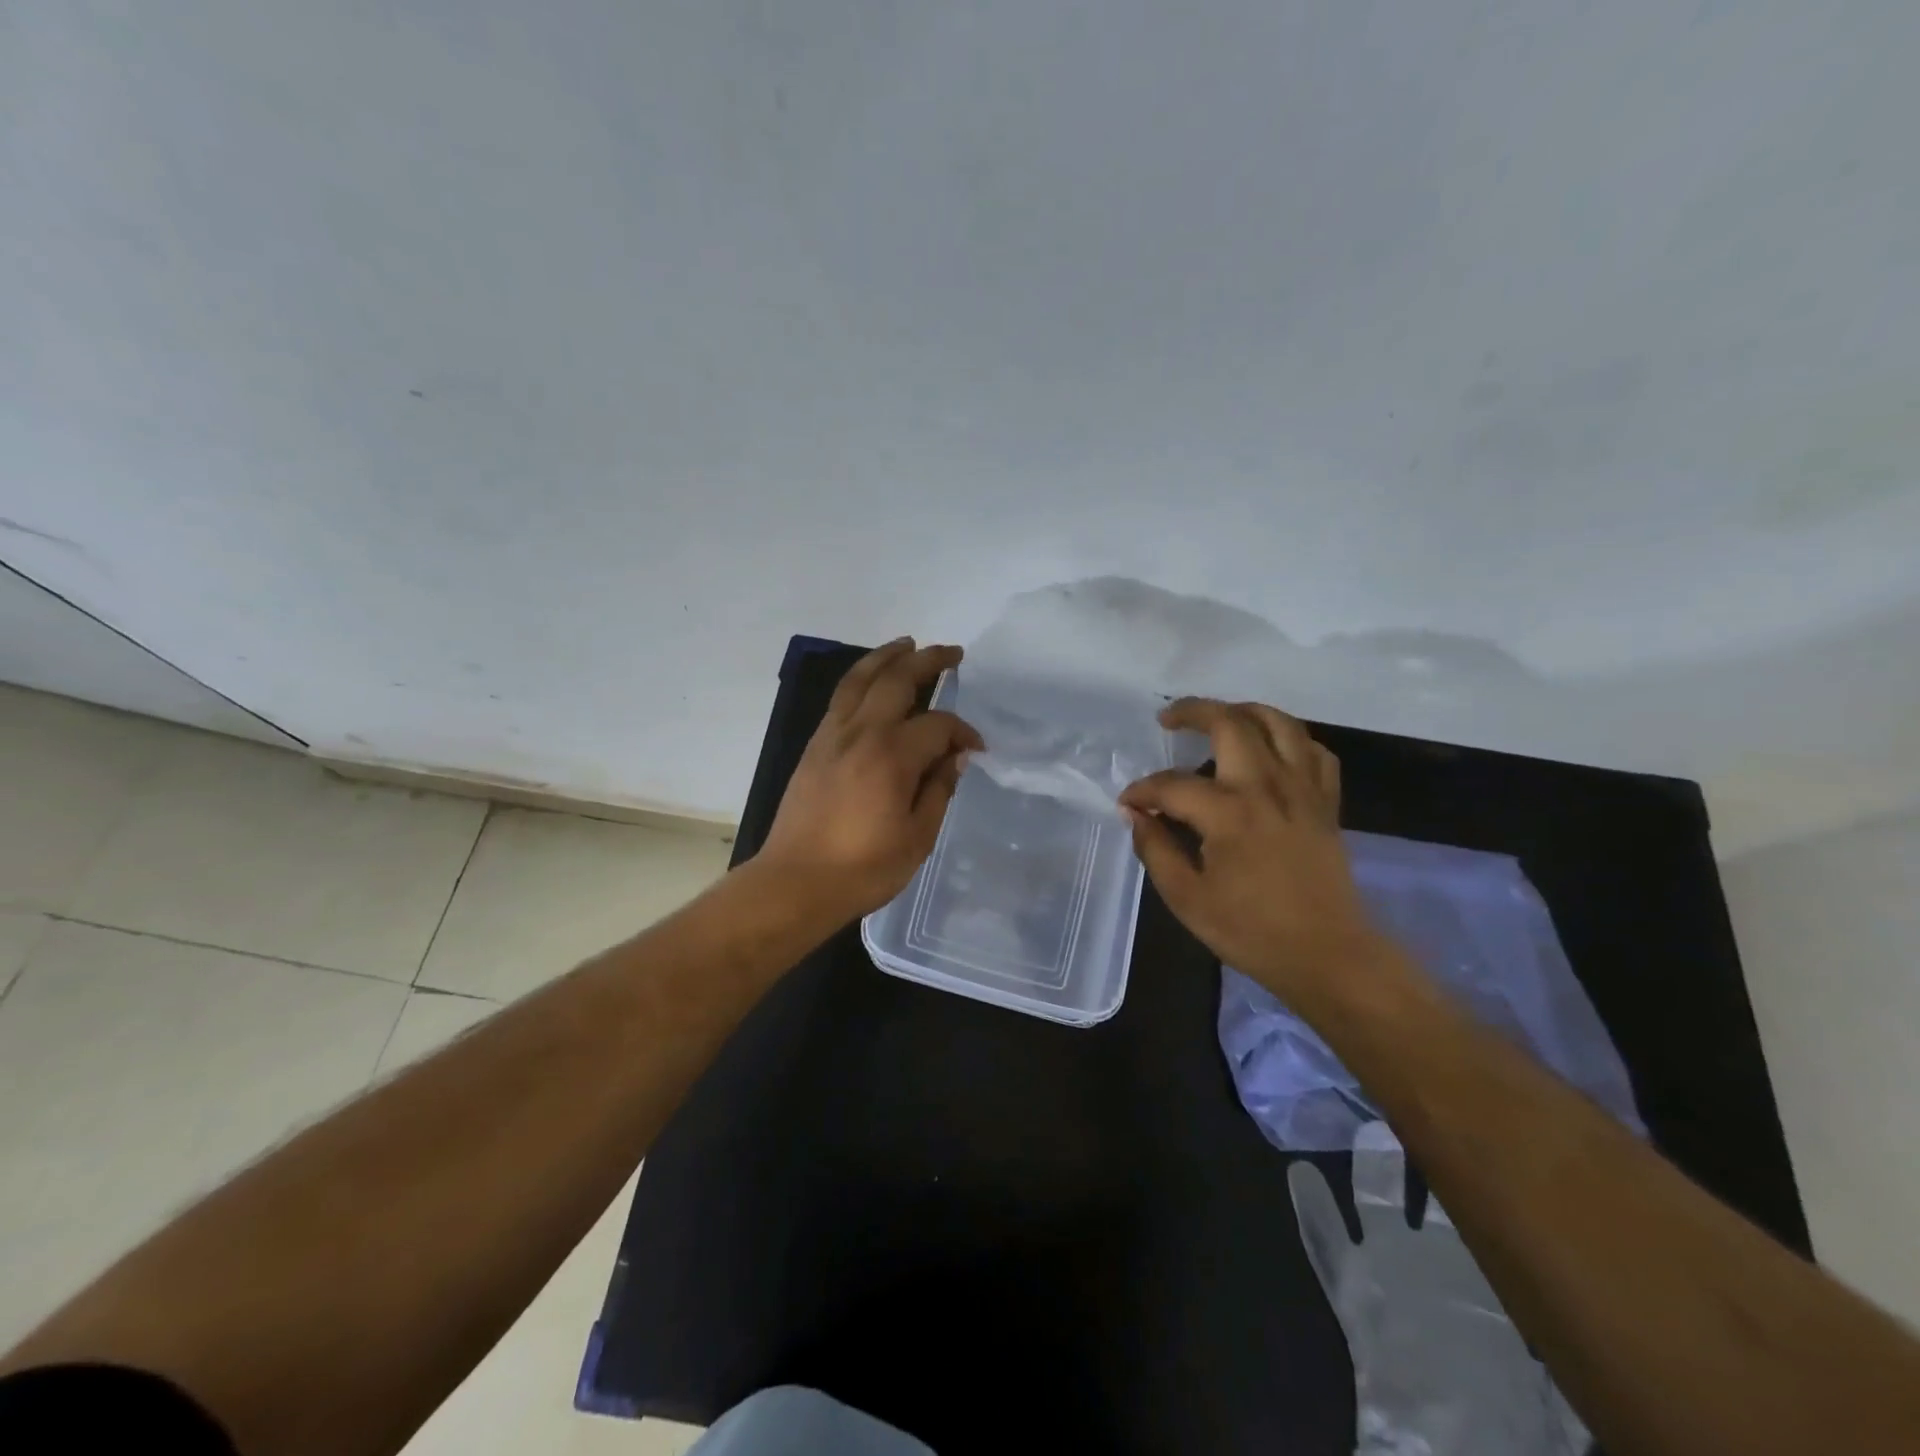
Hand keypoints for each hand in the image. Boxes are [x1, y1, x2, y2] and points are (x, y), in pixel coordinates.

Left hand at [759, 637, 983, 922]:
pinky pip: (841, 698)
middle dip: (928, 660)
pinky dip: (861, 679)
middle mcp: (861, 733)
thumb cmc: (863, 868)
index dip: (963, 732)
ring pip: (860, 679)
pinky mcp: (814, 745)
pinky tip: (873, 683)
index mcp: (892, 756)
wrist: (795, 882)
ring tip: (907, 644)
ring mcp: (832, 736)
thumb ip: (938, 790)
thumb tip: (954, 758)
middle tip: (952, 653)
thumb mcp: (917, 837)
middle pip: (896, 680)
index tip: (976, 749)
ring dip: (887, 656)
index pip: (937, 725)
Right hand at [1119, 699, 1378, 1006]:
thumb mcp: (1187, 898)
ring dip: (1244, 710)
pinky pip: (1314, 751)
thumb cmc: (1251, 931)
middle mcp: (1267, 787)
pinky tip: (1272, 750)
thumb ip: (1155, 850)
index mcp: (1228, 814)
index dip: (1142, 790)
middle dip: (1192, 711)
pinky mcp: (1326, 803)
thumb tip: (1137, 815)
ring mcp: (1303, 790)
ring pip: (1279, 723)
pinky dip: (1291, 740)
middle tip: (1168, 718)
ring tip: (1219, 717)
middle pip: (1230, 723)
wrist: (1328, 955)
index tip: (1128, 803)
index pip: (1171, 785)